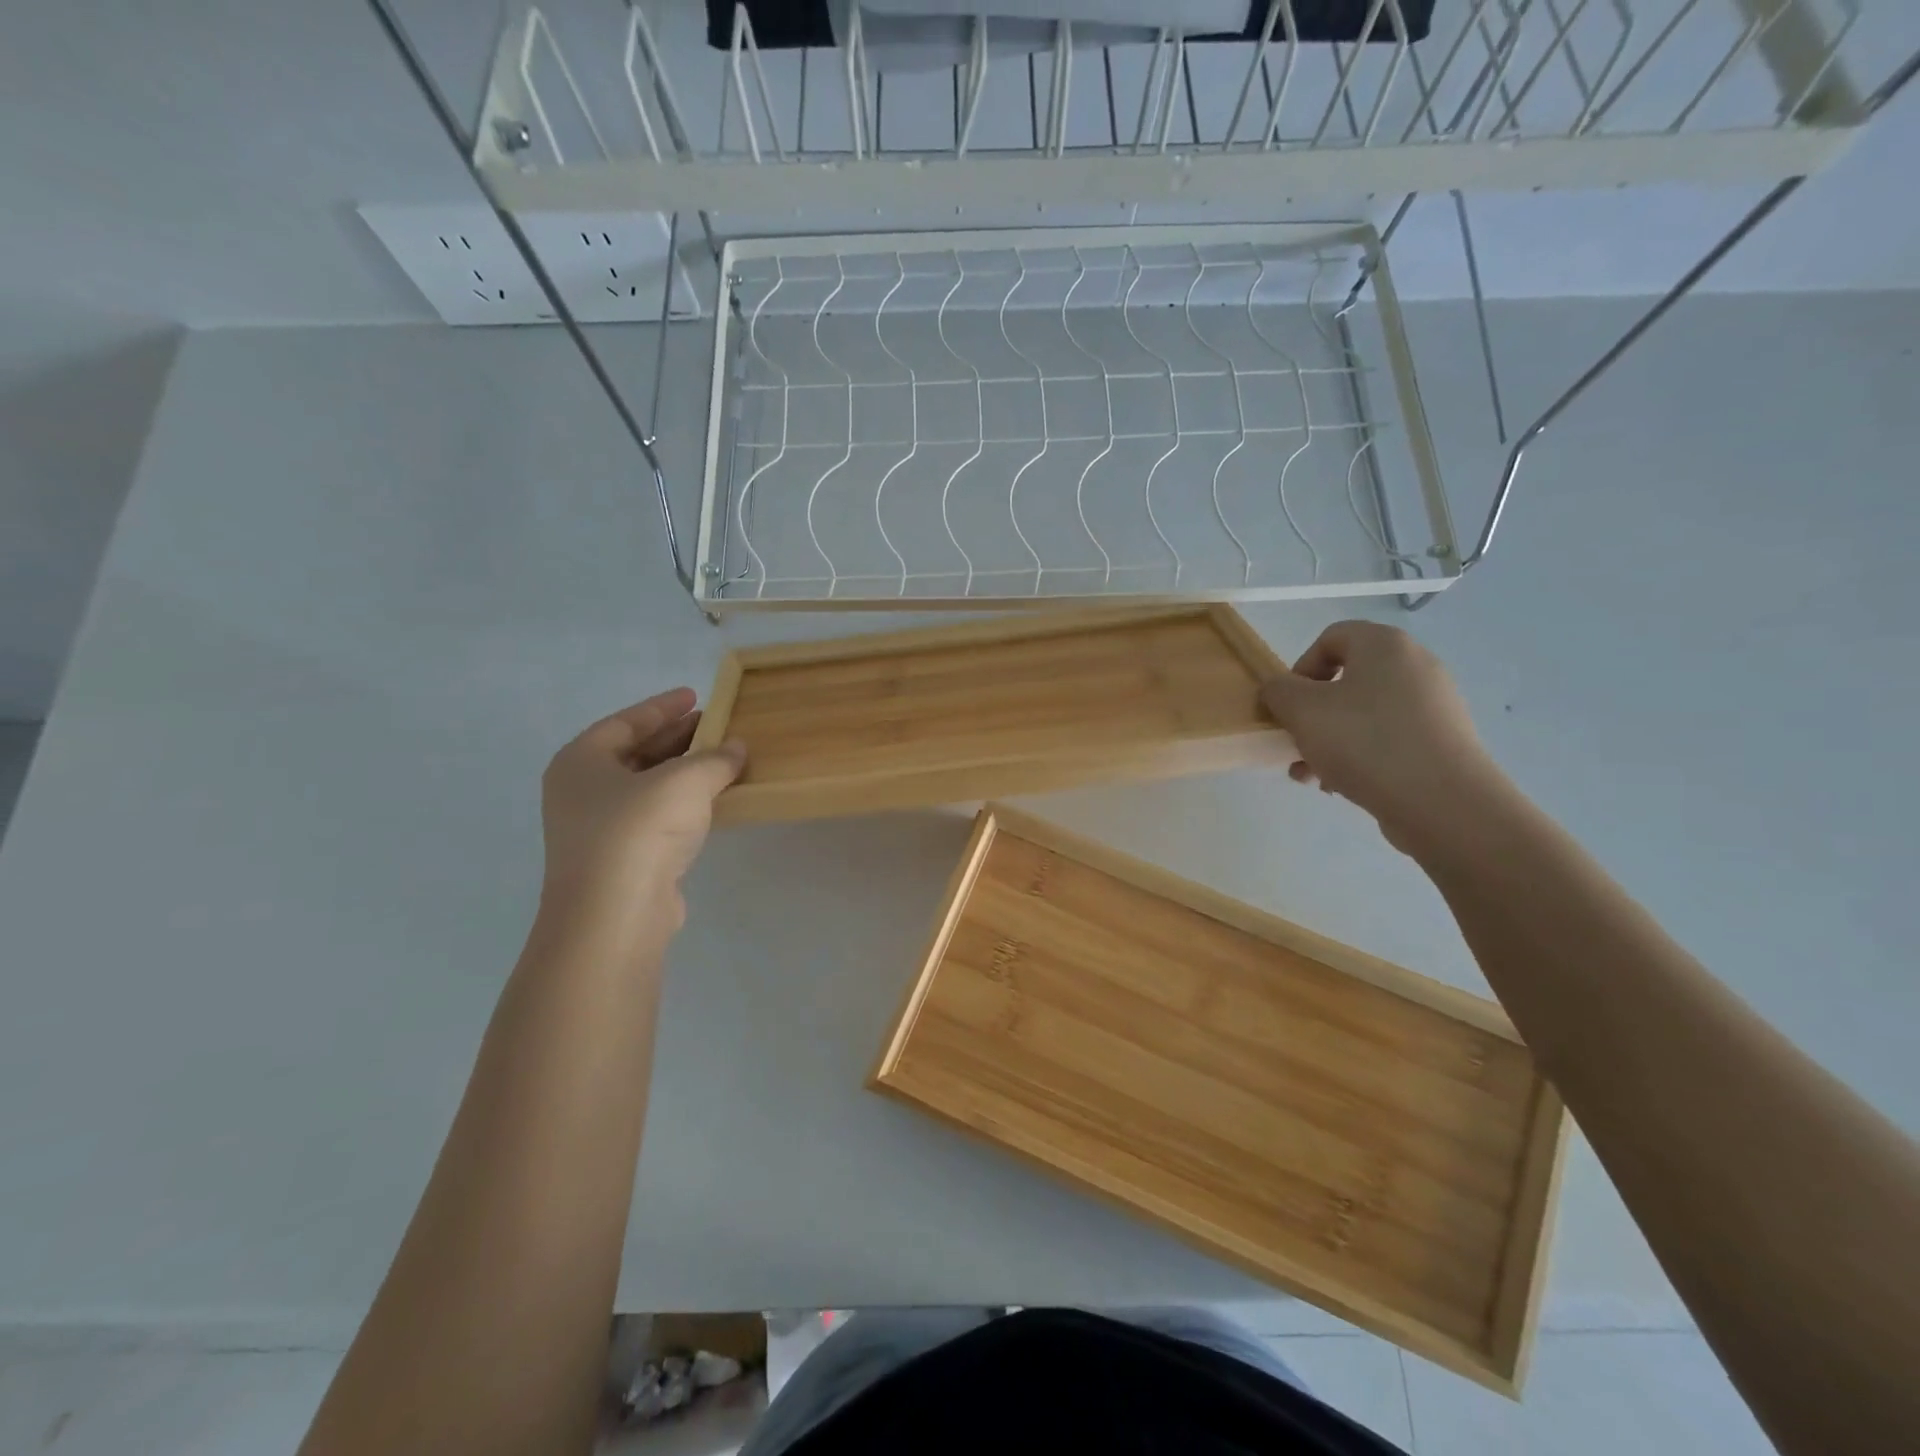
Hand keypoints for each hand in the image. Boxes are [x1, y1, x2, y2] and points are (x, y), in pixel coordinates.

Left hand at [540, 687, 745, 927]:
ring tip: (722, 759)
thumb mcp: (685, 782)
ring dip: (683, 772)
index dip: (663, 706)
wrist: (614, 914)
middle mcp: (582, 791)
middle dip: (676, 737)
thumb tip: (737, 748)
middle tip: (715, 724)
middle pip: (635, 752)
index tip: (695, 695)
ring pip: (646, 787)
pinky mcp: (621, 859)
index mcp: (582, 761)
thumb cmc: (639, 831)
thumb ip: (714, 758)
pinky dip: (683, 803)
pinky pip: (655, 817)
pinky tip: (712, 802)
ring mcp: (598, 829)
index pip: (626, 722)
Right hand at [1260, 622, 1505, 853]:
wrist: (1444, 803)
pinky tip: (1341, 786)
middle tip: (1295, 742)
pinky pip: (1387, 739)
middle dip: (1311, 713)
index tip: (1288, 705)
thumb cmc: (1365, 743)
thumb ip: (1278, 691)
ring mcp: (1433, 705)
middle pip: (1346, 680)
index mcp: (1385, 646)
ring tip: (1311, 775)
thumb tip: (1279, 689)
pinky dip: (1359, 756)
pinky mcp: (1441, 741)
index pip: (1331, 637)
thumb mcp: (1302, 711)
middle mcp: (1415, 666)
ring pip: (1363, 714)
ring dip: (1328, 740)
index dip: (1299, 667)